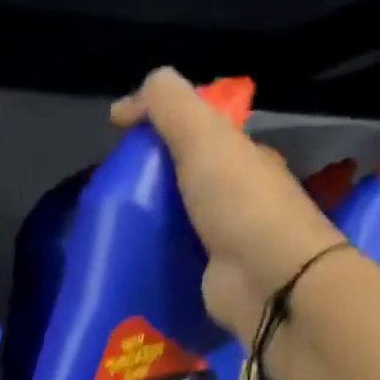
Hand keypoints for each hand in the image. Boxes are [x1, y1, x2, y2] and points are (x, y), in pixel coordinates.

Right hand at [111, 67, 346, 344]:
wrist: (268, 279)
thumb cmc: (238, 203)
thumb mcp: (202, 136)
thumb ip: (169, 106)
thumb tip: (127, 100)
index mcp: (243, 157)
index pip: (199, 133)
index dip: (161, 129)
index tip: (120, 139)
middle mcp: (238, 196)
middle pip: (188, 180)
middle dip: (152, 180)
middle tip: (111, 189)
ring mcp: (227, 240)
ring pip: (181, 222)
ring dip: (152, 222)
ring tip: (112, 227)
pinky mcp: (212, 278)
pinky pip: (178, 260)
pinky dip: (157, 257)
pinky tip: (130, 260)